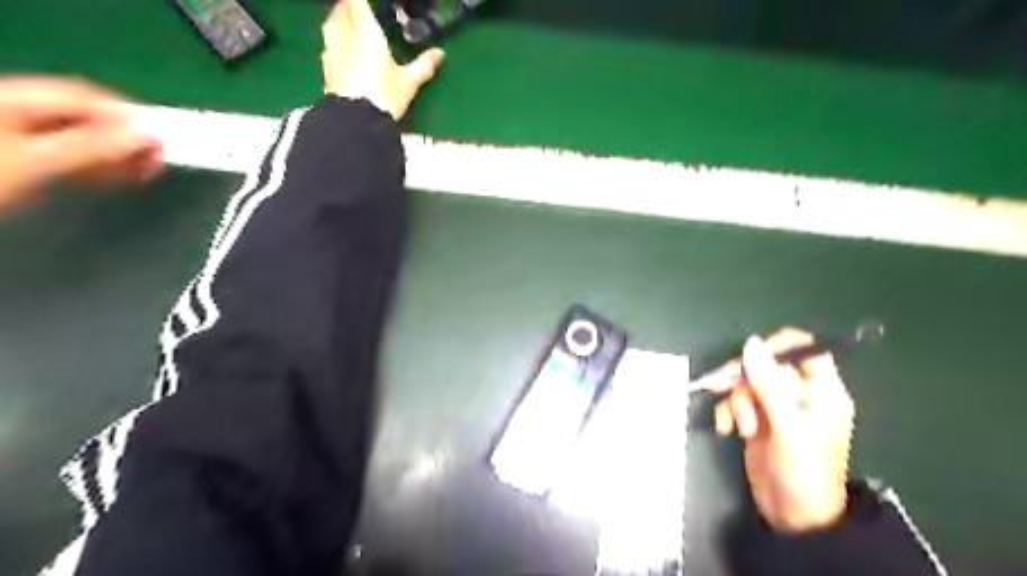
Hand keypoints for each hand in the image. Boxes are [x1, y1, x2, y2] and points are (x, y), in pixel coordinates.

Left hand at [0, 75, 162, 212]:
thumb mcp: (37, 161)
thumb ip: (93, 147)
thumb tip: (145, 137)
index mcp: (15, 101)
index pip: (84, 98)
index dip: (125, 115)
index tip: (161, 139)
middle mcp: (17, 112)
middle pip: (83, 117)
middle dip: (124, 136)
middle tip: (159, 158)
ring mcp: (16, 136)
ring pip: (79, 138)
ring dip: (115, 153)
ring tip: (146, 170)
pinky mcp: (21, 160)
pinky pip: (69, 155)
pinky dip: (96, 165)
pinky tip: (115, 176)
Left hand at [319, 0, 444, 118]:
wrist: (357, 121)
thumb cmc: (385, 97)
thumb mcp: (409, 83)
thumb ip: (423, 66)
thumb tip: (439, 54)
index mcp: (367, 35)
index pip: (358, 4)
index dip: (361, 1)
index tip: (366, 3)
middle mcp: (346, 38)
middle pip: (341, 10)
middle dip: (348, 6)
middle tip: (358, 8)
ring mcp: (334, 54)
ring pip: (330, 25)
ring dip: (337, 19)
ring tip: (345, 21)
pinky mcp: (327, 70)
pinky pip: (327, 47)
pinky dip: (332, 41)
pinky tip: (337, 49)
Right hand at [711, 328, 854, 534]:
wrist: (793, 516)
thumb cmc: (803, 471)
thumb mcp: (788, 426)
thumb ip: (769, 384)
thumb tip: (751, 343)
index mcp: (822, 392)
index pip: (806, 350)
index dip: (780, 346)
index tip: (753, 356)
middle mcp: (800, 394)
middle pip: (767, 365)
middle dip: (746, 379)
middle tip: (725, 386)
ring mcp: (776, 407)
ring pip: (748, 383)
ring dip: (736, 402)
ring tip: (740, 427)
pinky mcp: (757, 419)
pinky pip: (736, 401)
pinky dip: (727, 413)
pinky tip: (726, 430)